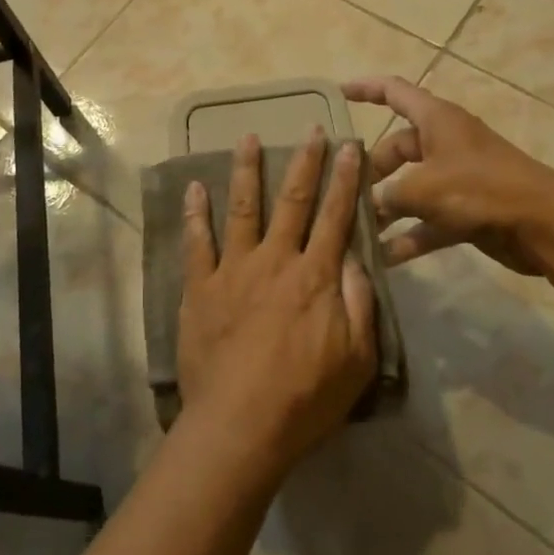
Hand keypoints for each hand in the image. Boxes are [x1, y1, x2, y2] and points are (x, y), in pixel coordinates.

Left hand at [176, 131, 376, 475]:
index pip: (335, 215)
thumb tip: (354, 256)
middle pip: (292, 200)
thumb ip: (359, 302)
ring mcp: (234, 269)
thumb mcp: (357, 359)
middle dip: (304, 162)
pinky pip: (197, 242)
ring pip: (242, 208)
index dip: (345, 178)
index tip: (350, 146)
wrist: (240, 426)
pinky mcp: (200, 286)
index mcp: (315, 276)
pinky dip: (195, 213)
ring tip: (248, 138)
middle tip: (310, 129)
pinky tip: (194, 187)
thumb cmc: (305, 398)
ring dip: (246, 170)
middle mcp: (275, 260)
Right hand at [344, 76, 552, 274]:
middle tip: (343, 191)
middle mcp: (445, 142)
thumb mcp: (423, 188)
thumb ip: (389, 195)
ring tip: (357, 228)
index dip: (364, 89)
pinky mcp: (467, 210)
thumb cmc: (479, 189)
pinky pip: (428, 219)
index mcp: (436, 119)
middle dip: (370, 170)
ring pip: (411, 186)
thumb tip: (369, 205)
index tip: (337, 94)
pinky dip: (409, 235)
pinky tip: (385, 257)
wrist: (543, 225)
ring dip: (387, 208)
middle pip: (397, 147)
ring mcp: (457, 177)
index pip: (393, 92)